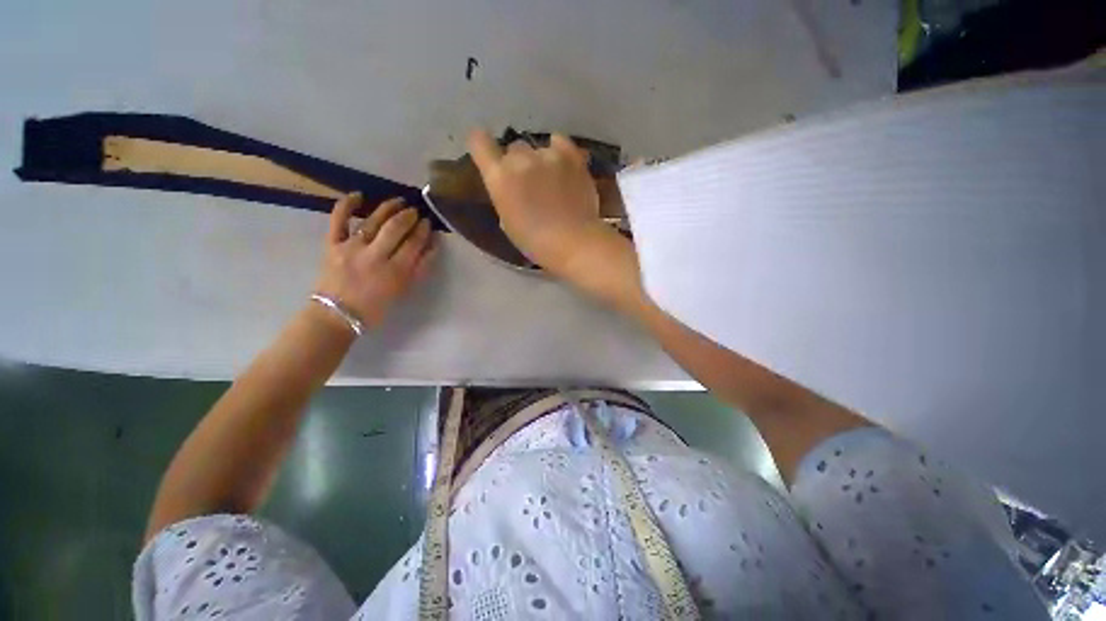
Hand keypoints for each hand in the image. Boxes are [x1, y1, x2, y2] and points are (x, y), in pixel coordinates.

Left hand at [313, 193, 435, 327]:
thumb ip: (420, 267)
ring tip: (399, 201)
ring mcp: (352, 248)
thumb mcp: (404, 289)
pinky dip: (347, 205)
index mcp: (395, 271)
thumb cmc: (376, 306)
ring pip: (373, 221)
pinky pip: (338, 220)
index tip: (428, 222)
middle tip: (416, 211)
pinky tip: (358, 195)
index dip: (423, 230)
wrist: (337, 314)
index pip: (414, 243)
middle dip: (409, 216)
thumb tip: (432, 245)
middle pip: (395, 228)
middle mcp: (374, 256)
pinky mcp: (332, 244)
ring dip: (388, 207)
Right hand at [467, 129, 642, 306]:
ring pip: (538, 149)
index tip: (489, 156)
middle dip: (518, 164)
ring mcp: (548, 155)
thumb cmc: (535, 242)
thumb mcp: (507, 221)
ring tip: (553, 183)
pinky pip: (560, 142)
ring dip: (541, 162)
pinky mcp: (572, 157)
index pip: (479, 142)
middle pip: (514, 149)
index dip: (482, 146)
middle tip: (530, 185)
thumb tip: (511, 186)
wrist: (573, 242)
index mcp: (500, 177)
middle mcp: (520, 159)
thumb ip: (504, 195)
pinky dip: (559, 151)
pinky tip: (562, 165)